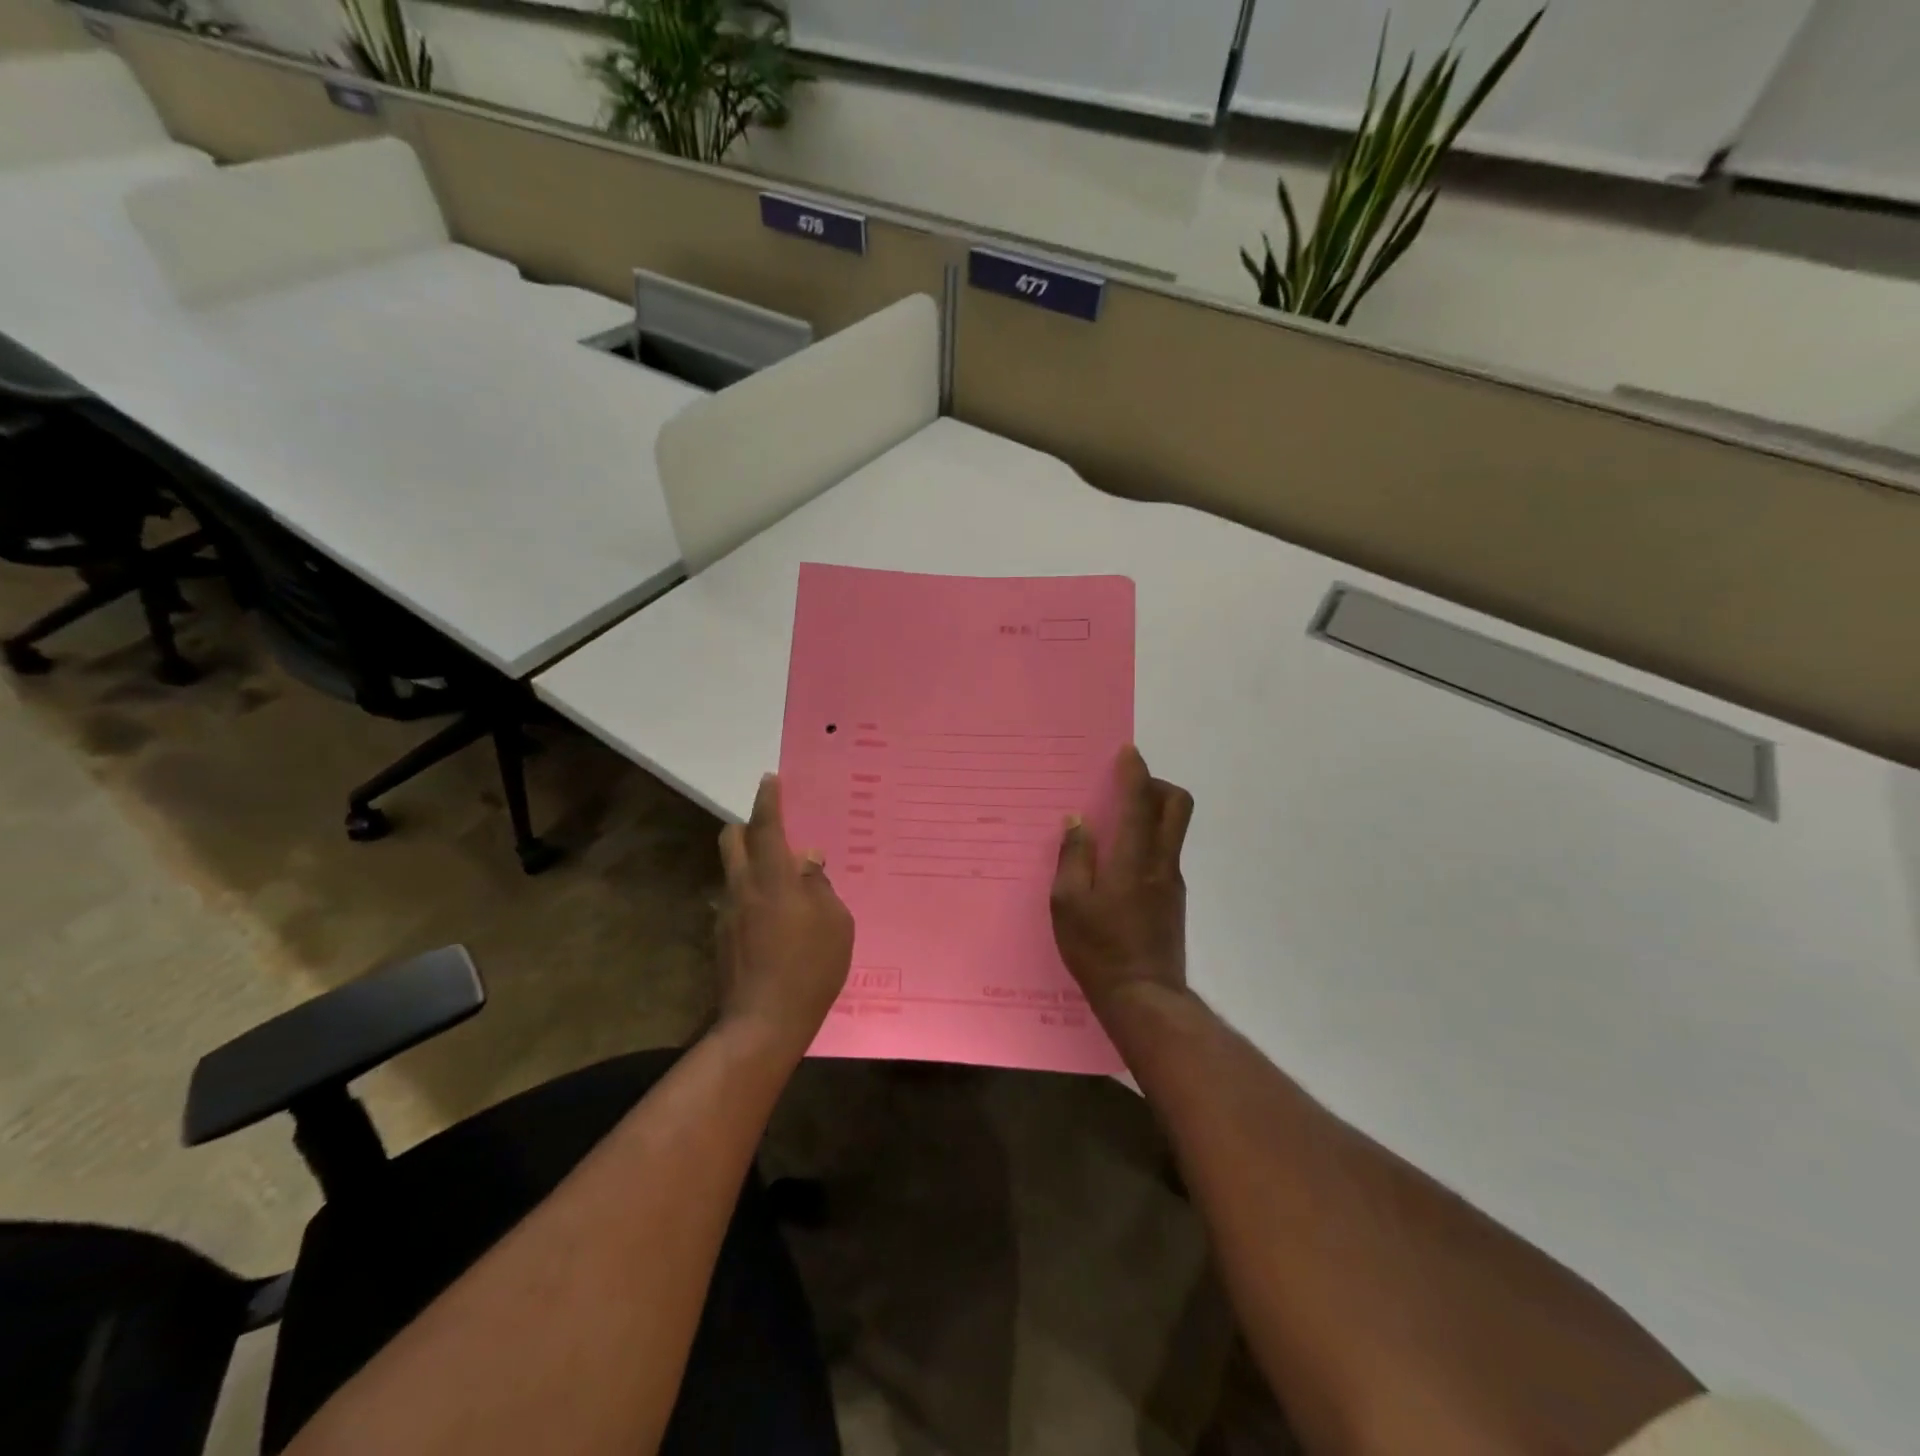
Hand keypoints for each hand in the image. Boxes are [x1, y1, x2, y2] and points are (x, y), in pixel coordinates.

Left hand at [716, 774, 854, 1058]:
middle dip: (748, 825)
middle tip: (773, 830)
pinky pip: (736, 901)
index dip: (768, 800)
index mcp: (773, 878)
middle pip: (732, 839)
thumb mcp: (836, 923)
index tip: (769, 779)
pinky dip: (752, 896)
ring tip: (782, 884)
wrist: (763, 1023)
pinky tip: (774, 921)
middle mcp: (743, 888)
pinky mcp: (722, 938)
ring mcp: (727, 914)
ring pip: (733, 871)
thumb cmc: (811, 968)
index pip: (767, 826)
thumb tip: (808, 862)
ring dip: (751, 864)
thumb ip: (820, 886)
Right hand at [1050, 745, 1193, 1011]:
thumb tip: (1078, 821)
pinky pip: (1164, 854)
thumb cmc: (1098, 949)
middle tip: (1128, 788)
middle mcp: (1161, 863)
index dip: (1136, 772)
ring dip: (1152, 813)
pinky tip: (1117, 864)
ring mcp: (1172, 883)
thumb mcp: (1068, 904)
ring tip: (1114, 824)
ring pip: (1173, 830)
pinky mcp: (1173, 901)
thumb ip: (1074, 857)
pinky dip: (1147, 842)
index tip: (1127, 753)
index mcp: (1134, 859)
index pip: (1141, 801)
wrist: (1144, 998)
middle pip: (1178, 806)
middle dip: (1157, 785)